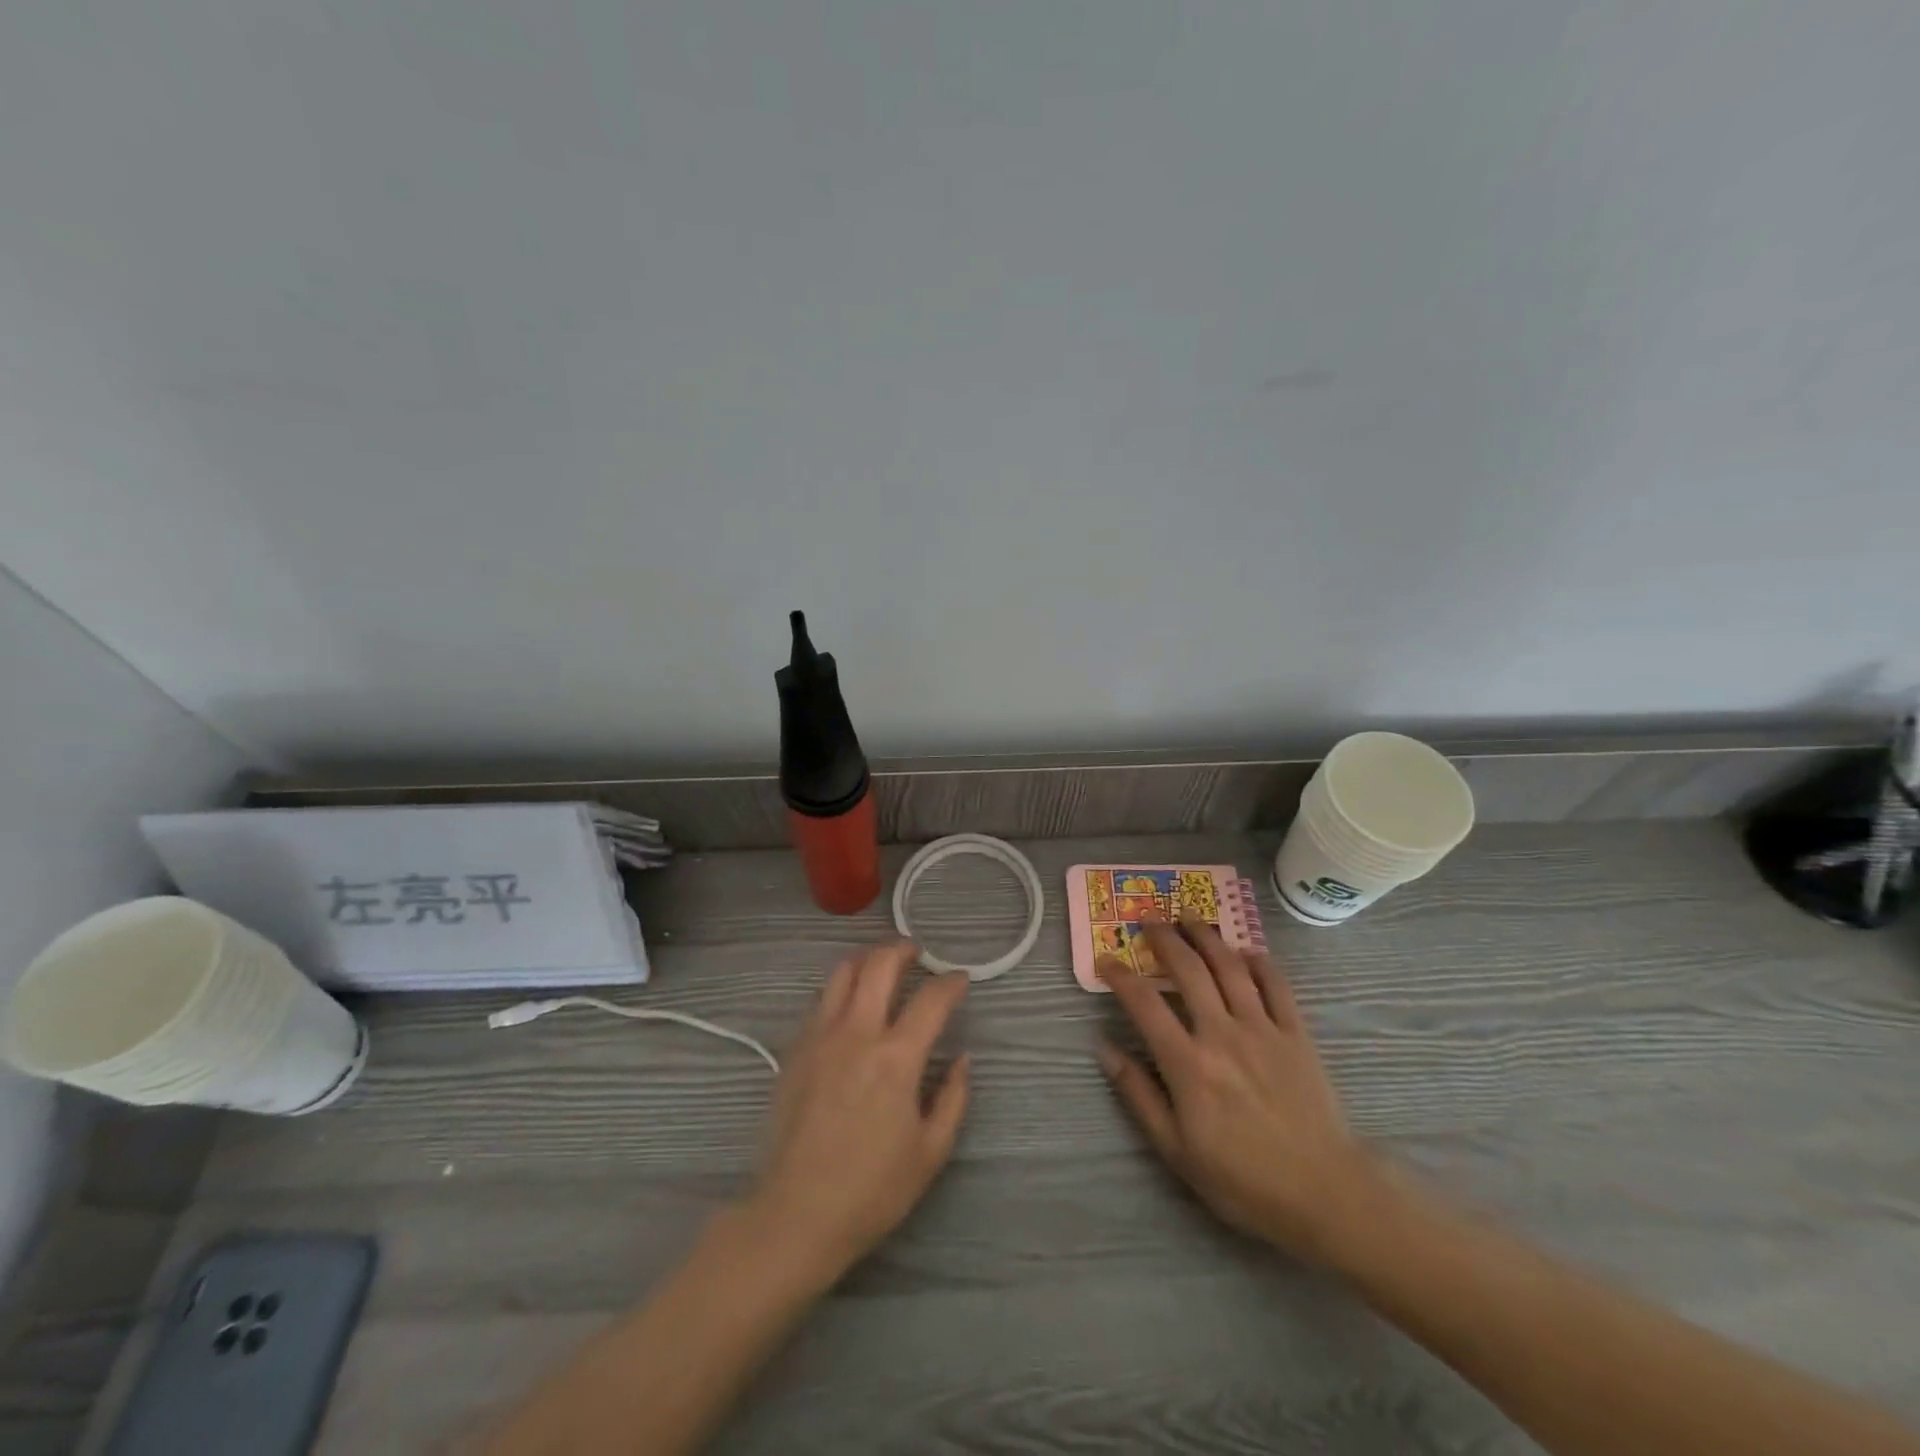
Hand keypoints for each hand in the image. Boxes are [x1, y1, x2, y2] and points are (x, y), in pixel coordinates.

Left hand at [749, 941, 970, 1283]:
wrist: (795, 1214)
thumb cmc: (872, 1189)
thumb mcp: (931, 1152)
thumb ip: (954, 1097)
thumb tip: (962, 1058)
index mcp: (896, 1058)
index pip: (931, 1000)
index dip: (951, 983)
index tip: (960, 979)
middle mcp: (857, 1034)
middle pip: (879, 965)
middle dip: (902, 949)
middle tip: (917, 952)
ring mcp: (820, 1037)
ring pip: (842, 973)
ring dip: (867, 959)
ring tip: (881, 964)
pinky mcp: (795, 1050)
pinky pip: (819, 1000)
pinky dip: (839, 988)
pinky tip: (849, 1003)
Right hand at [1097, 910, 1380, 1264]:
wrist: (1324, 1194)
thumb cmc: (1242, 1179)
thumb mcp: (1175, 1150)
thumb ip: (1137, 1094)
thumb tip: (1103, 1047)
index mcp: (1188, 1064)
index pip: (1144, 1004)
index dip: (1120, 976)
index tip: (1105, 960)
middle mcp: (1222, 1033)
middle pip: (1188, 970)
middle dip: (1164, 939)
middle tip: (1149, 920)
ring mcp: (1263, 1029)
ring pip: (1230, 967)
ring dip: (1206, 936)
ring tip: (1189, 915)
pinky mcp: (1296, 1034)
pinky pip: (1277, 985)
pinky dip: (1259, 961)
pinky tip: (1245, 951)